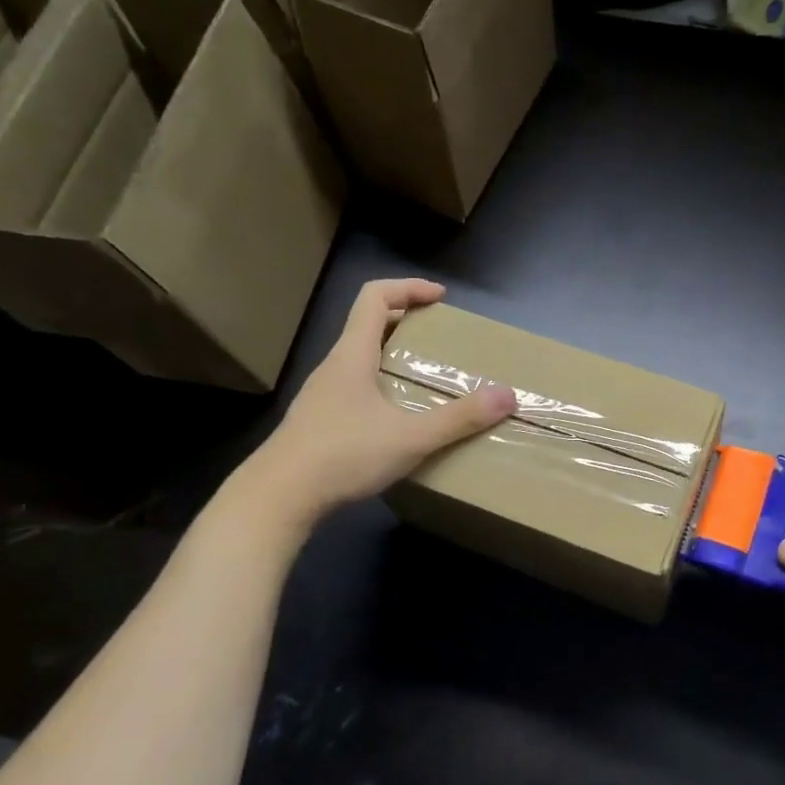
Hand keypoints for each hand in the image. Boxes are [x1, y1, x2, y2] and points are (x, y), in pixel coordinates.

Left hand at [241, 279, 515, 520]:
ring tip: (423, 376)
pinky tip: (397, 418)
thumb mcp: (410, 438)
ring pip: (359, 358)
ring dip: (391, 354)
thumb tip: (507, 396)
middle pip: (367, 324)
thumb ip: (459, 418)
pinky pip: (355, 386)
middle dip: (406, 321)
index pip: (375, 296)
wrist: (278, 497)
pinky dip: (380, 384)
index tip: (440, 298)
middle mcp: (334, 367)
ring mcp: (322, 394)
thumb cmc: (342, 455)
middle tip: (440, 337)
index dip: (409, 288)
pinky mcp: (319, 421)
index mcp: (352, 355)